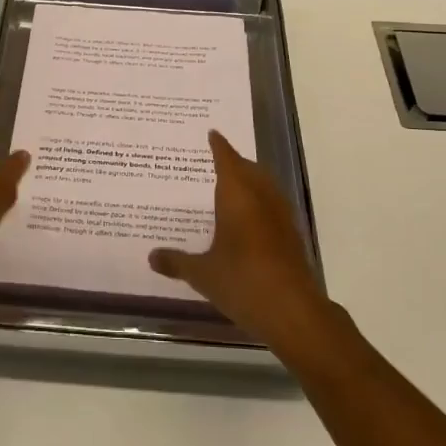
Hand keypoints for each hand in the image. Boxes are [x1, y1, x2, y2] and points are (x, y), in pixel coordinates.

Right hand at [148, 131, 329, 349]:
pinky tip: (248, 221)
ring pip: (264, 186)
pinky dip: (259, 203)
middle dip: (234, 162)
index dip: (219, 146)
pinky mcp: (292, 235)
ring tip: (230, 187)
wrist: (293, 312)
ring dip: (250, 181)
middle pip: (248, 169)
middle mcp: (261, 197)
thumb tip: (152, 256)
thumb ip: (176, 262)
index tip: (212, 133)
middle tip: (215, 161)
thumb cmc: (242, 282)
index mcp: (237, 195)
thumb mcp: (202, 274)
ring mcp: (281, 215)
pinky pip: (272, 206)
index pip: (227, 159)